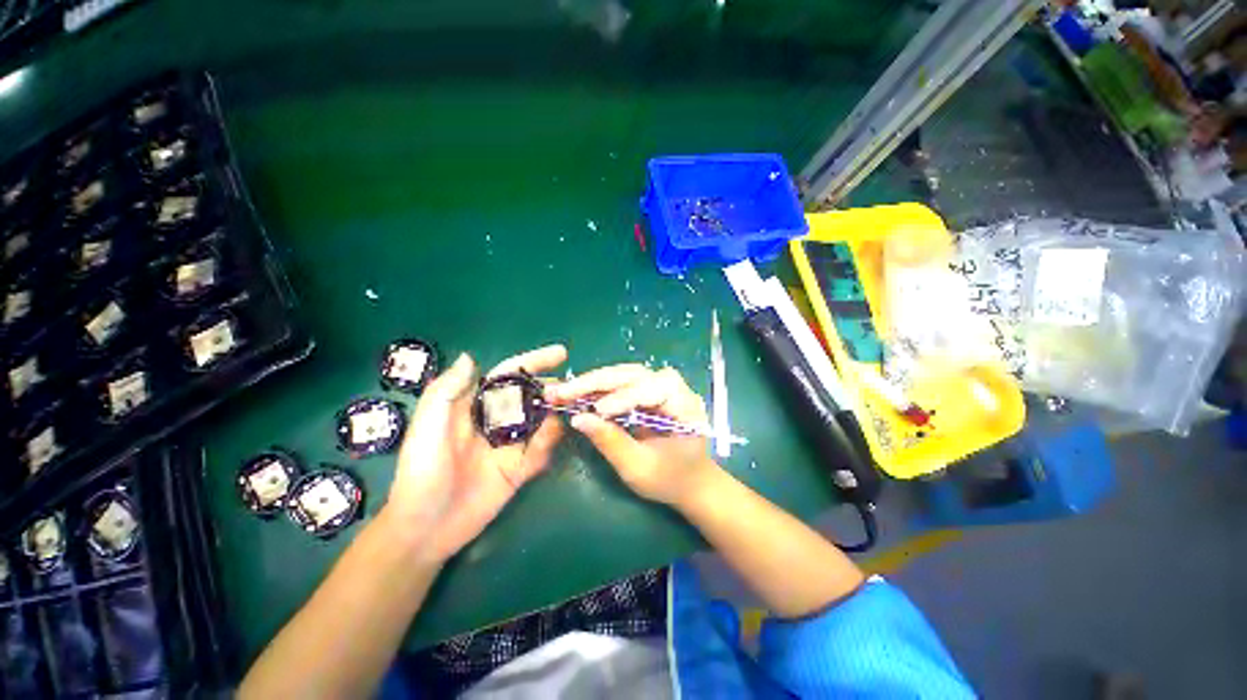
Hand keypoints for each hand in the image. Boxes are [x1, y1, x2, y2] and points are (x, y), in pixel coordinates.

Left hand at [383, 345, 566, 561]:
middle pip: (532, 395)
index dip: (534, 361)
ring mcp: (510, 445)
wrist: (425, 528)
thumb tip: (470, 357)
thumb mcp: (427, 426)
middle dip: (553, 389)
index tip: (562, 353)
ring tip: (567, 415)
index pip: (510, 375)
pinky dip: (549, 447)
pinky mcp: (518, 469)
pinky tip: (548, 449)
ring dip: (555, 416)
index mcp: (476, 405)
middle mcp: (497, 421)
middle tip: (572, 391)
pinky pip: (541, 453)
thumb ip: (446, 391)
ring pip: (542, 422)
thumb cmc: (421, 471)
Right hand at [548, 364, 722, 507]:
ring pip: (627, 373)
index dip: (624, 397)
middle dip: (598, 382)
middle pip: (636, 374)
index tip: (597, 411)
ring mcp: (663, 385)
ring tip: (567, 390)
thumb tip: (577, 419)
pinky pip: (624, 381)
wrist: (689, 481)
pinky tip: (580, 392)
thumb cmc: (669, 480)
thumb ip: (610, 442)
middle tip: (564, 391)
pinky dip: (600, 386)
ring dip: (595, 381)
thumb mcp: (639, 468)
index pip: (654, 389)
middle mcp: (676, 388)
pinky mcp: (650, 389)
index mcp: (686, 406)